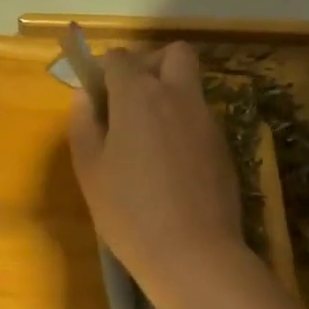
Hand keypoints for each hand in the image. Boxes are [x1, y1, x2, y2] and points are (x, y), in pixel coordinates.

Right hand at [67, 42, 245, 301]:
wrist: (193, 254)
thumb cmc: (128, 211)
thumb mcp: (90, 169)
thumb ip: (84, 124)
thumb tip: (85, 95)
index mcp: (139, 96)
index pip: (121, 58)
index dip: (105, 70)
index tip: (97, 96)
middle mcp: (178, 96)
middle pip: (172, 54)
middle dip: (150, 64)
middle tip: (130, 99)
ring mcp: (207, 119)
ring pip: (189, 86)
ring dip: (168, 95)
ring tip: (147, 137)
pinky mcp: (224, 145)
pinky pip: (200, 117)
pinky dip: (183, 124)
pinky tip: (170, 164)